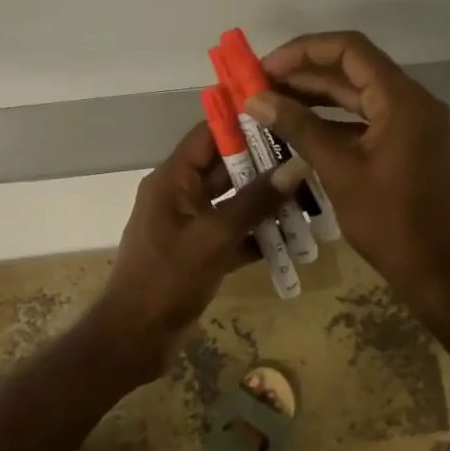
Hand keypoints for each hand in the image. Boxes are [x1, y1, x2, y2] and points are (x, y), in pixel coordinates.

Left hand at [92, 121, 307, 382]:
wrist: (135, 338)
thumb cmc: (167, 279)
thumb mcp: (214, 237)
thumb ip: (255, 202)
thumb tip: (297, 165)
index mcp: (171, 180)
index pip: (208, 135)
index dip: (242, 122)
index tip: (284, 112)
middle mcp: (180, 196)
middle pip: (226, 168)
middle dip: (267, 165)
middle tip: (312, 157)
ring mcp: (191, 226)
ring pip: (235, 204)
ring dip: (268, 202)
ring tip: (313, 195)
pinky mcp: (201, 254)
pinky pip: (235, 234)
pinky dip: (260, 235)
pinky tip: (296, 236)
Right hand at [249, 31, 449, 314]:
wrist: (434, 267)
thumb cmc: (388, 221)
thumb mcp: (338, 171)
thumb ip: (299, 128)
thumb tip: (256, 99)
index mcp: (402, 100)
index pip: (350, 50)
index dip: (304, 51)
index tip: (265, 67)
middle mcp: (413, 101)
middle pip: (354, 69)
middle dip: (305, 73)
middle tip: (260, 85)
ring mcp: (413, 123)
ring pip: (359, 94)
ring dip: (317, 95)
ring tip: (272, 102)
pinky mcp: (408, 143)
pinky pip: (367, 118)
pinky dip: (334, 120)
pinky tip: (299, 127)